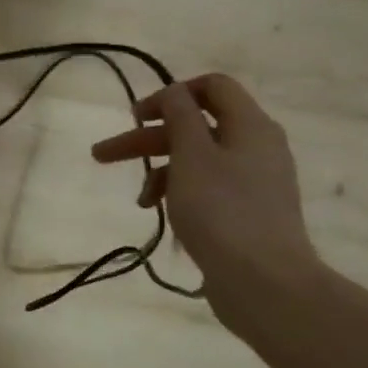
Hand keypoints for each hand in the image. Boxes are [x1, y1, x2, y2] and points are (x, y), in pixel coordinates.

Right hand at [91, 74, 321, 323]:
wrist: (264, 281)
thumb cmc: (222, 210)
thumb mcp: (192, 155)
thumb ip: (180, 116)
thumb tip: (173, 92)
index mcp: (250, 125)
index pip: (213, 87)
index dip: (171, 94)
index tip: (137, 116)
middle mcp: (256, 147)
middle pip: (195, 126)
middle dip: (147, 138)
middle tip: (103, 154)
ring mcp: (253, 181)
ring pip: (197, 160)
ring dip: (160, 170)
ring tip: (138, 199)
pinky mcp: (246, 211)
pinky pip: (207, 188)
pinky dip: (179, 193)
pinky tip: (160, 214)